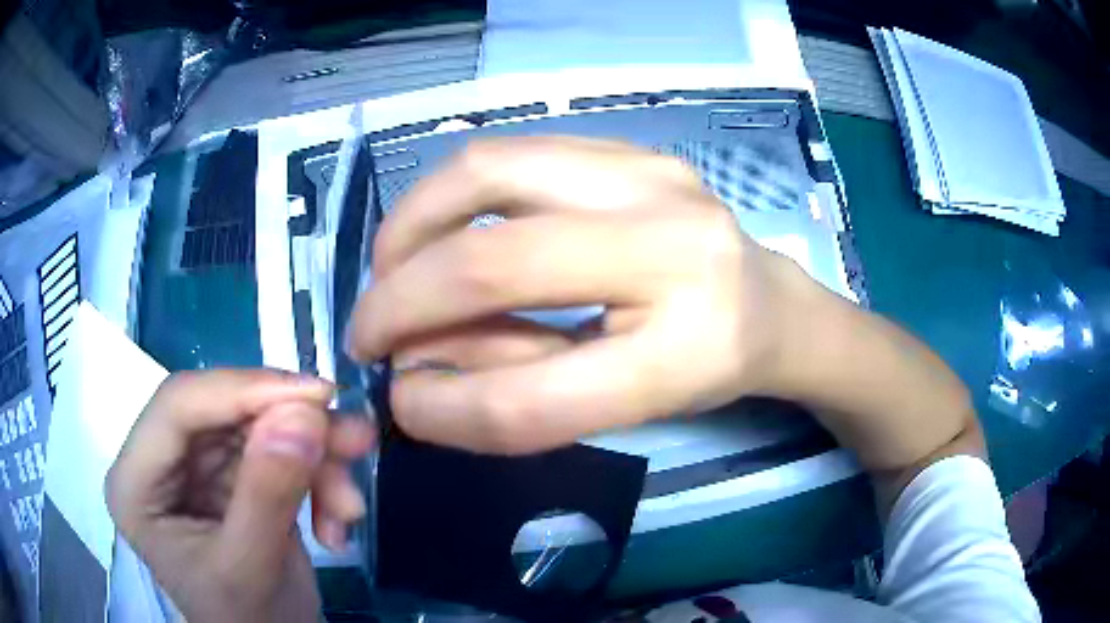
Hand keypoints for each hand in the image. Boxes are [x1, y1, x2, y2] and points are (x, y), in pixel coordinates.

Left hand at [106, 369, 374, 621]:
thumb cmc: (247, 622)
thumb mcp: (252, 569)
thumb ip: (269, 495)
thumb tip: (303, 415)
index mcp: (136, 483)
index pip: (179, 405)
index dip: (245, 390)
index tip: (317, 396)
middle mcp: (158, 462)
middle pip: (223, 412)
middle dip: (291, 428)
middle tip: (352, 440)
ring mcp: (194, 468)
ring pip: (257, 427)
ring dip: (312, 457)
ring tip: (351, 502)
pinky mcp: (229, 476)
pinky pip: (276, 451)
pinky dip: (315, 478)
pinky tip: (337, 520)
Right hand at [346, 137, 812, 453]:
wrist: (770, 303)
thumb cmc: (705, 367)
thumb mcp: (623, 407)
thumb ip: (516, 390)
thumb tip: (416, 369)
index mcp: (687, 348)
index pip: (532, 398)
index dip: (443, 410)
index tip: (399, 404)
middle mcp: (672, 244)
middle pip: (491, 260)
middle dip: (398, 299)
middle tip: (368, 330)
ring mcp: (651, 175)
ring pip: (483, 173)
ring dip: (409, 227)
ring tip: (391, 271)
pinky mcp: (631, 147)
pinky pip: (506, 154)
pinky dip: (448, 197)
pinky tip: (439, 232)